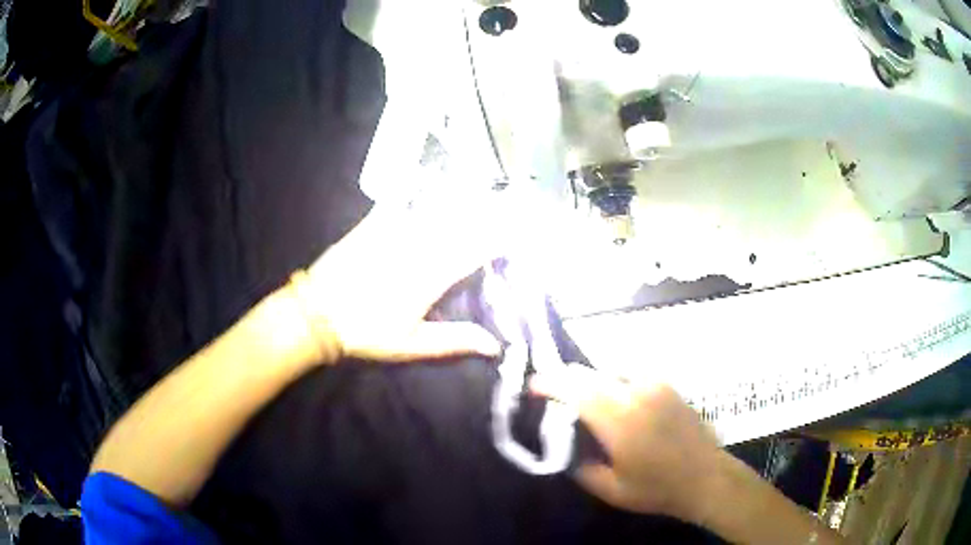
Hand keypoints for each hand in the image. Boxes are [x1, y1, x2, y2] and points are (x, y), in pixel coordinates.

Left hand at [304, 200, 504, 363]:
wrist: (317, 312)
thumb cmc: (366, 331)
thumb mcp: (412, 344)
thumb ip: (455, 341)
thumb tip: (495, 346)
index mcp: (431, 276)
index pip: (475, 251)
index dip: (501, 238)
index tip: (522, 229)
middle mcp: (418, 246)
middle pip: (461, 222)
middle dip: (490, 211)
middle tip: (513, 201)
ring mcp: (395, 230)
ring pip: (436, 207)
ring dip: (462, 196)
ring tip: (484, 186)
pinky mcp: (374, 223)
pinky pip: (400, 198)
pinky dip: (417, 187)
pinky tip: (429, 176)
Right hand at [531, 367, 721, 522]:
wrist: (706, 477)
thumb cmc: (657, 488)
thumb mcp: (611, 490)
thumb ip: (582, 468)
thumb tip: (565, 448)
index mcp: (619, 421)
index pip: (576, 391)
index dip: (551, 383)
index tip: (533, 384)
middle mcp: (636, 394)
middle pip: (592, 374)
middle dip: (568, 379)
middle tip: (554, 391)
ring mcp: (655, 386)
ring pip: (611, 370)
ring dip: (593, 379)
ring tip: (584, 395)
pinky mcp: (668, 385)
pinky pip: (633, 373)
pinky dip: (615, 379)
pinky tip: (616, 395)